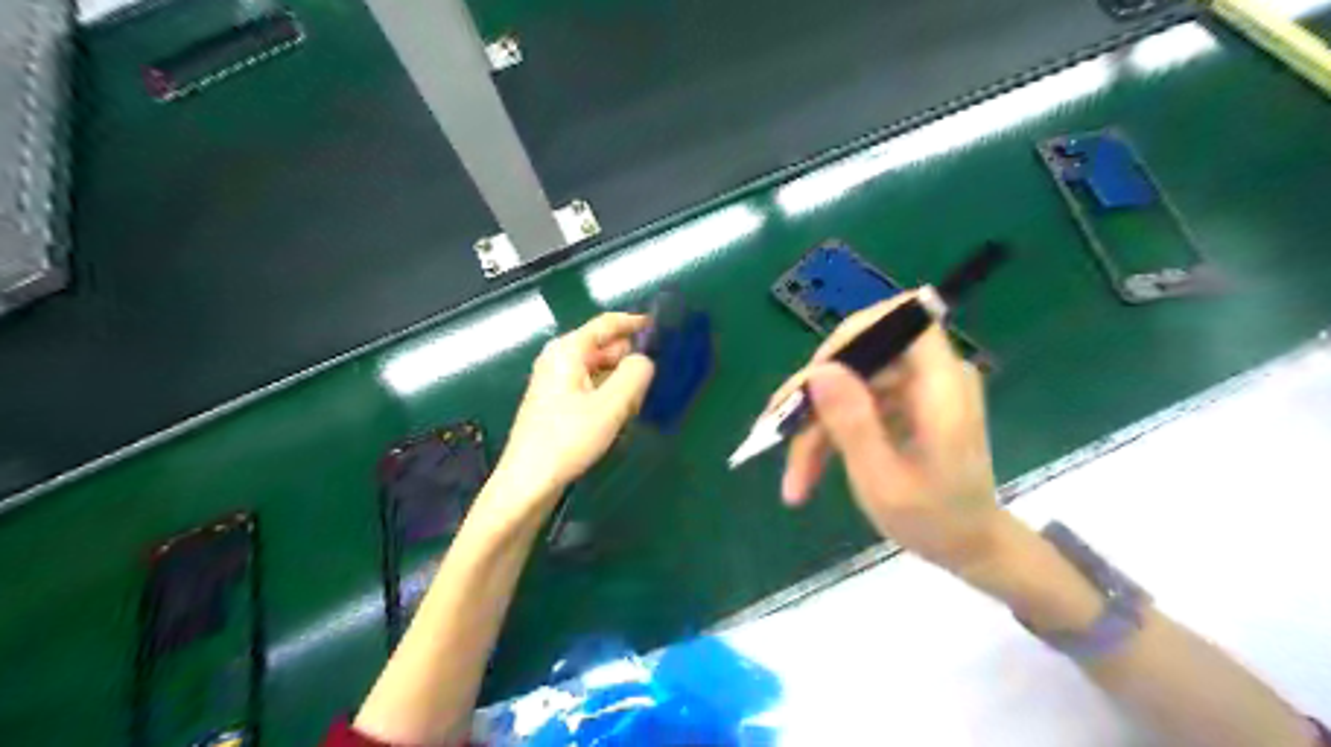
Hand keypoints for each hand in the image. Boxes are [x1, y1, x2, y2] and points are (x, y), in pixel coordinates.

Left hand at [487, 310, 654, 513]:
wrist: (528, 482)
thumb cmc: (568, 439)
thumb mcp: (611, 406)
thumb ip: (635, 375)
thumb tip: (645, 360)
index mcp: (568, 350)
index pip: (607, 323)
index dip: (635, 322)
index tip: (662, 328)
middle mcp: (559, 358)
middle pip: (603, 346)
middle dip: (629, 358)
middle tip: (655, 377)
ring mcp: (555, 381)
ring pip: (598, 368)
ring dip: (620, 379)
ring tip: (639, 400)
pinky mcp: (556, 403)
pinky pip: (590, 386)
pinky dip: (608, 392)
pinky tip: (619, 414)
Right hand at [776, 293, 1003, 575]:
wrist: (970, 547)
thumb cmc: (936, 522)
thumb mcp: (884, 482)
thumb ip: (853, 423)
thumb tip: (818, 370)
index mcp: (941, 386)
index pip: (902, 319)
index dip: (853, 335)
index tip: (815, 376)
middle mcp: (931, 376)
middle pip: (861, 357)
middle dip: (816, 397)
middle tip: (779, 433)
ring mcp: (916, 390)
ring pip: (849, 384)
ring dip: (815, 426)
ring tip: (795, 477)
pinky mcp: (903, 405)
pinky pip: (856, 403)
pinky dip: (830, 433)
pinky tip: (809, 470)